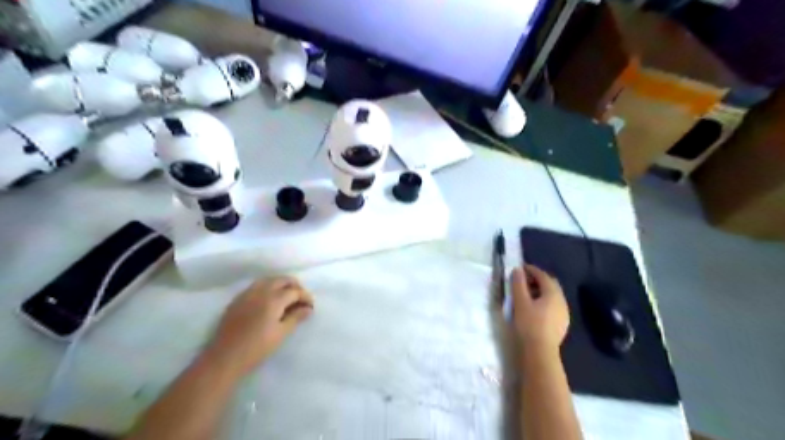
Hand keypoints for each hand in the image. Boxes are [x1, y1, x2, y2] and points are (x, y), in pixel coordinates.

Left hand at [205, 279, 314, 373]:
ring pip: (268, 280)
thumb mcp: (281, 333)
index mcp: (274, 299)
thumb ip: (296, 317)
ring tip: (287, 297)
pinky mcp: (238, 299)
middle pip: (282, 280)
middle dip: (294, 286)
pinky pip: (256, 286)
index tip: (310, 306)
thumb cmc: (257, 348)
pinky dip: (267, 287)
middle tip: (300, 299)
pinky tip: (269, 300)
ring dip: (280, 284)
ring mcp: (247, 294)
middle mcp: (261, 291)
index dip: (305, 296)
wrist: (225, 357)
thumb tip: (308, 308)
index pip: (295, 291)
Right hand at [510, 265, 570, 357]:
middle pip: (550, 284)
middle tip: (523, 280)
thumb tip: (518, 270)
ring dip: (540, 291)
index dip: (531, 270)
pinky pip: (553, 306)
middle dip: (537, 280)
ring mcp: (564, 313)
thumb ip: (518, 284)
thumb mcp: (520, 302)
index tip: (520, 268)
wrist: (540, 352)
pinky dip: (544, 301)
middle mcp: (562, 300)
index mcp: (553, 293)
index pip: (543, 275)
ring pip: (552, 296)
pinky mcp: (561, 323)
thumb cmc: (529, 324)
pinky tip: (534, 308)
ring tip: (526, 294)